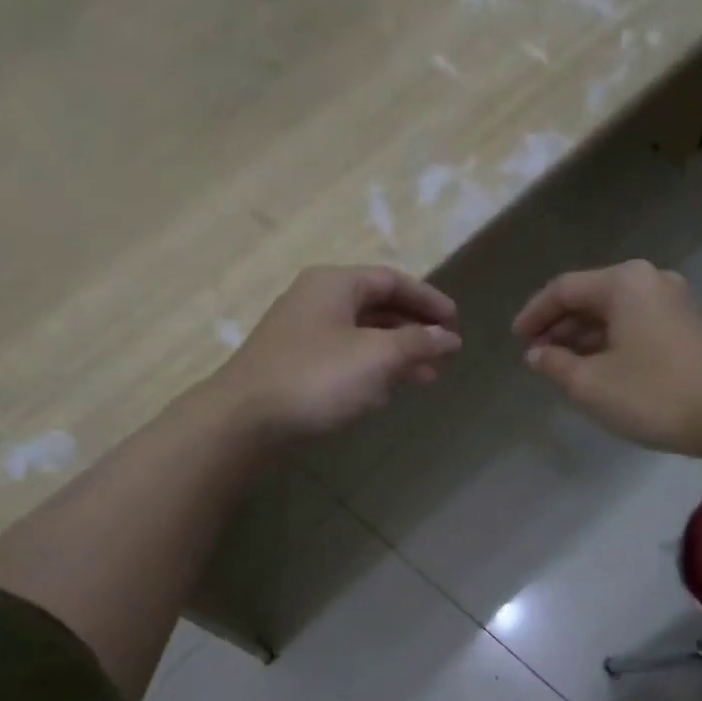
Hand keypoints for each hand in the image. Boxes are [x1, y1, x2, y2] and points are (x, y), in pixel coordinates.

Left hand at [212, 265, 461, 440]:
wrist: (246, 420)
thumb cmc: (317, 378)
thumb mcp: (377, 357)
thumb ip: (417, 343)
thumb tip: (448, 336)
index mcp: (335, 284)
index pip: (392, 280)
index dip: (428, 299)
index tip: (456, 322)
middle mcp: (317, 301)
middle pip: (377, 307)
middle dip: (414, 331)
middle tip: (444, 354)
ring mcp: (302, 334)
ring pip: (361, 336)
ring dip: (396, 355)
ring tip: (425, 379)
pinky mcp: (295, 366)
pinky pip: (344, 359)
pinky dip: (371, 370)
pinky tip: (385, 392)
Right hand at [513, 260, 701, 456]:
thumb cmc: (654, 394)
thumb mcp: (591, 384)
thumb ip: (556, 364)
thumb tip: (536, 354)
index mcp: (624, 283)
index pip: (564, 289)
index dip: (534, 314)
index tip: (515, 340)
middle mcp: (650, 281)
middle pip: (590, 297)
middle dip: (559, 327)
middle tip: (535, 356)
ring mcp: (673, 303)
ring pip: (613, 314)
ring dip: (583, 338)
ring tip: (560, 367)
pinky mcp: (686, 327)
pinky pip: (634, 326)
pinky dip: (609, 343)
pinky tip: (596, 370)